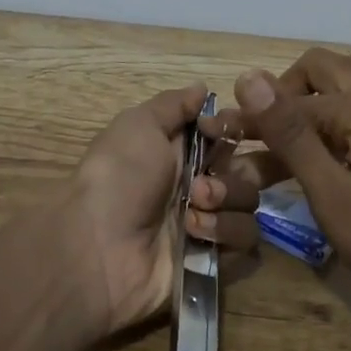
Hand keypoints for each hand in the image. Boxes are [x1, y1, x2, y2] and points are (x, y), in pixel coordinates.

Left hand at [65, 83, 261, 335]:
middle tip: (215, 177)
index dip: (233, 127)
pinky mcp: (215, 262)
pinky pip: (247, 246)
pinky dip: (224, 235)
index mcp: (182, 151)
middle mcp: (200, 184)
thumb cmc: (118, 176)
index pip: (230, 133)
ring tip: (192, 209)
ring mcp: (208, 224)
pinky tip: (194, 235)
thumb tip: (202, 88)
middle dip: (247, 170)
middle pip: (252, 169)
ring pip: (249, 205)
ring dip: (225, 202)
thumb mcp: (139, 125)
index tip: (218, 129)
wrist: (98, 248)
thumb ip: (174, 105)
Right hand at [218, 48, 350, 326]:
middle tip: (266, 136)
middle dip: (287, 93)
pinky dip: (350, 99)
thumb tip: (250, 78)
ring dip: (320, 89)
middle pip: (323, 65)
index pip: (291, 100)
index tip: (223, 139)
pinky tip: (341, 140)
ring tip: (303, 132)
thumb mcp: (333, 200)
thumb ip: (291, 135)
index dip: (252, 119)